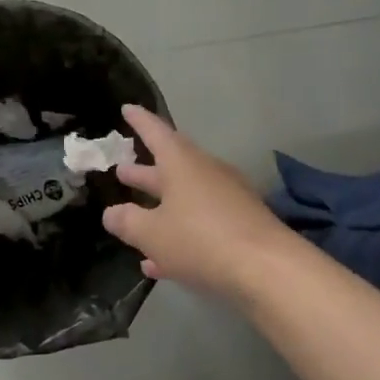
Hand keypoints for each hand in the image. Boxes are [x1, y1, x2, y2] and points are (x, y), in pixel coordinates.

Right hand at [101, 105, 291, 301]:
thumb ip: (127, 221)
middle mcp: (206, 173)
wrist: (268, 270)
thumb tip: (111, 213)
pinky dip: (179, 234)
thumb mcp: (152, 233)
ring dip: (159, 205)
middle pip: (170, 166)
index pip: (156, 132)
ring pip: (184, 197)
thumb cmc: (200, 239)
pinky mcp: (240, 226)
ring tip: (133, 214)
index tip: (127, 109)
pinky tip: (158, 262)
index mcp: (182, 163)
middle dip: (144, 171)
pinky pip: (200, 224)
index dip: (139, 121)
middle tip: (121, 168)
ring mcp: (226, 199)